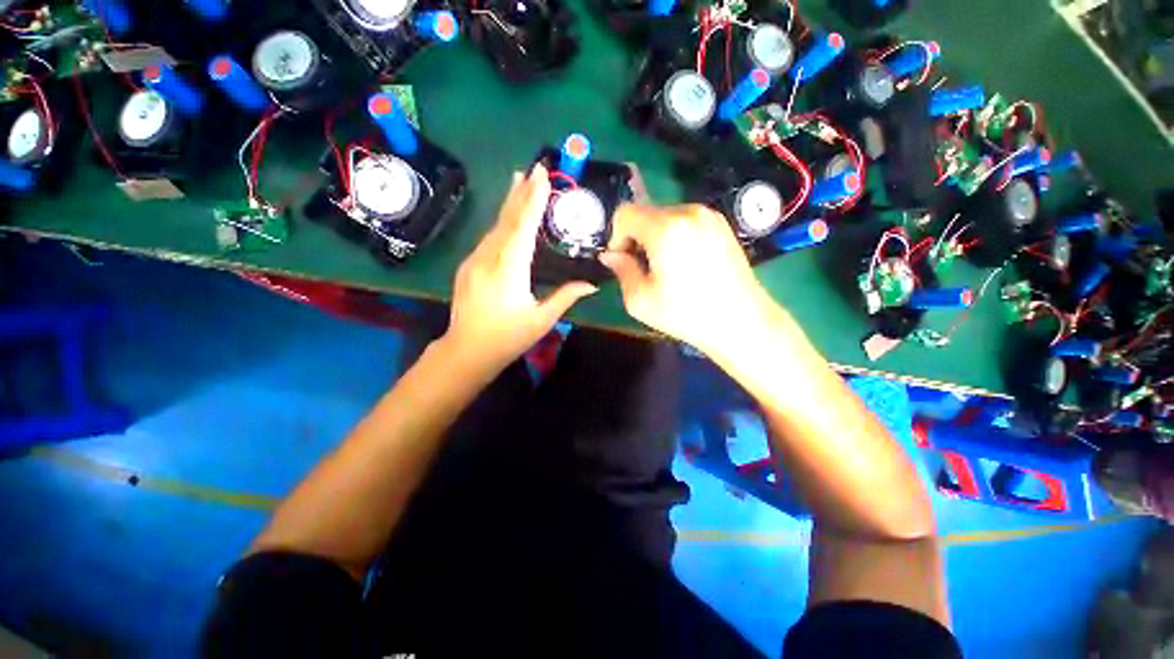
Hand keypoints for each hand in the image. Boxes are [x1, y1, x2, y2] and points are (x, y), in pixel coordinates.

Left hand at [443, 164, 596, 374]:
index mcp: (509, 271)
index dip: (533, 200)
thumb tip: (592, 285)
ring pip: (495, 227)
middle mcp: (488, 259)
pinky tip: (508, 218)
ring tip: (519, 182)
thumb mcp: (541, 320)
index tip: (542, 176)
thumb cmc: (507, 338)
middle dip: (521, 192)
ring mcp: (474, 261)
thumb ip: (566, 297)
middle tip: (533, 168)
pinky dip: (501, 223)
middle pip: (506, 220)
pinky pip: (488, 238)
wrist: (466, 351)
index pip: (522, 228)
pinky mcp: (468, 266)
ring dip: (509, 204)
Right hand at [599, 204, 778, 356]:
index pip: (625, 213)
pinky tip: (683, 263)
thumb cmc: (686, 314)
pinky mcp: (721, 224)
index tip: (622, 261)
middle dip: (635, 237)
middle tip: (642, 268)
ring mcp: (708, 215)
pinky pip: (685, 221)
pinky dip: (674, 236)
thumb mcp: (640, 300)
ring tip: (664, 267)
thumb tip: (611, 255)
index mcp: (665, 229)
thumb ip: (621, 270)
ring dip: (654, 237)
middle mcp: (688, 212)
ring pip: (665, 216)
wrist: (741, 321)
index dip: (616, 237)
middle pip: (645, 212)